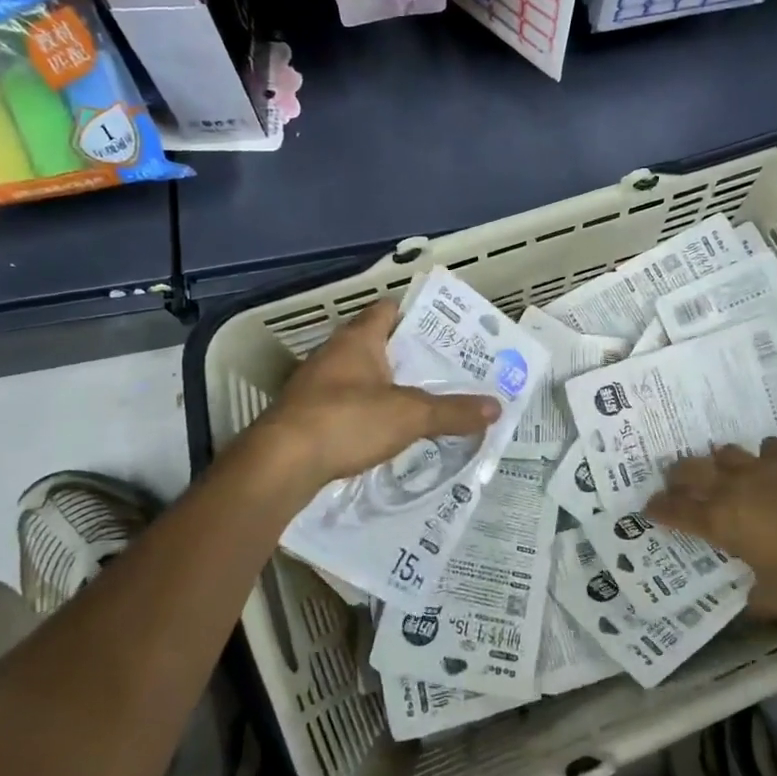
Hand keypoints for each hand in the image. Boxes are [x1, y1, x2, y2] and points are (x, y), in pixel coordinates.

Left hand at [249, 299, 499, 490]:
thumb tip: (497, 407)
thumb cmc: (347, 421)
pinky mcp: (305, 416)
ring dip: (386, 386)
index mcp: (358, 339)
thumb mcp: (410, 415)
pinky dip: (366, 413)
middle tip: (446, 369)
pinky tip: (386, 432)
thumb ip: (454, 411)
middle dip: (408, 356)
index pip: (388, 310)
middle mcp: (334, 354)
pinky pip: (344, 405)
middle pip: (377, 344)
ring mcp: (315, 386)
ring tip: (424, 401)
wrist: (279, 465)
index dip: (416, 315)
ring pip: (360, 376)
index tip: (446, 331)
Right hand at [646, 439, 776, 618]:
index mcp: (720, 521)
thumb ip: (756, 597)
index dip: (659, 508)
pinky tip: (770, 463)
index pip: (676, 510)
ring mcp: (763, 467)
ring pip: (726, 452)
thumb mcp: (775, 600)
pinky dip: (764, 456)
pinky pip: (769, 448)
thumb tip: (751, 599)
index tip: (649, 507)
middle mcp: (733, 487)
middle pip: (691, 470)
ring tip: (721, 468)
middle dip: (678, 475)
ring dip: (719, 461)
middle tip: (674, 480)